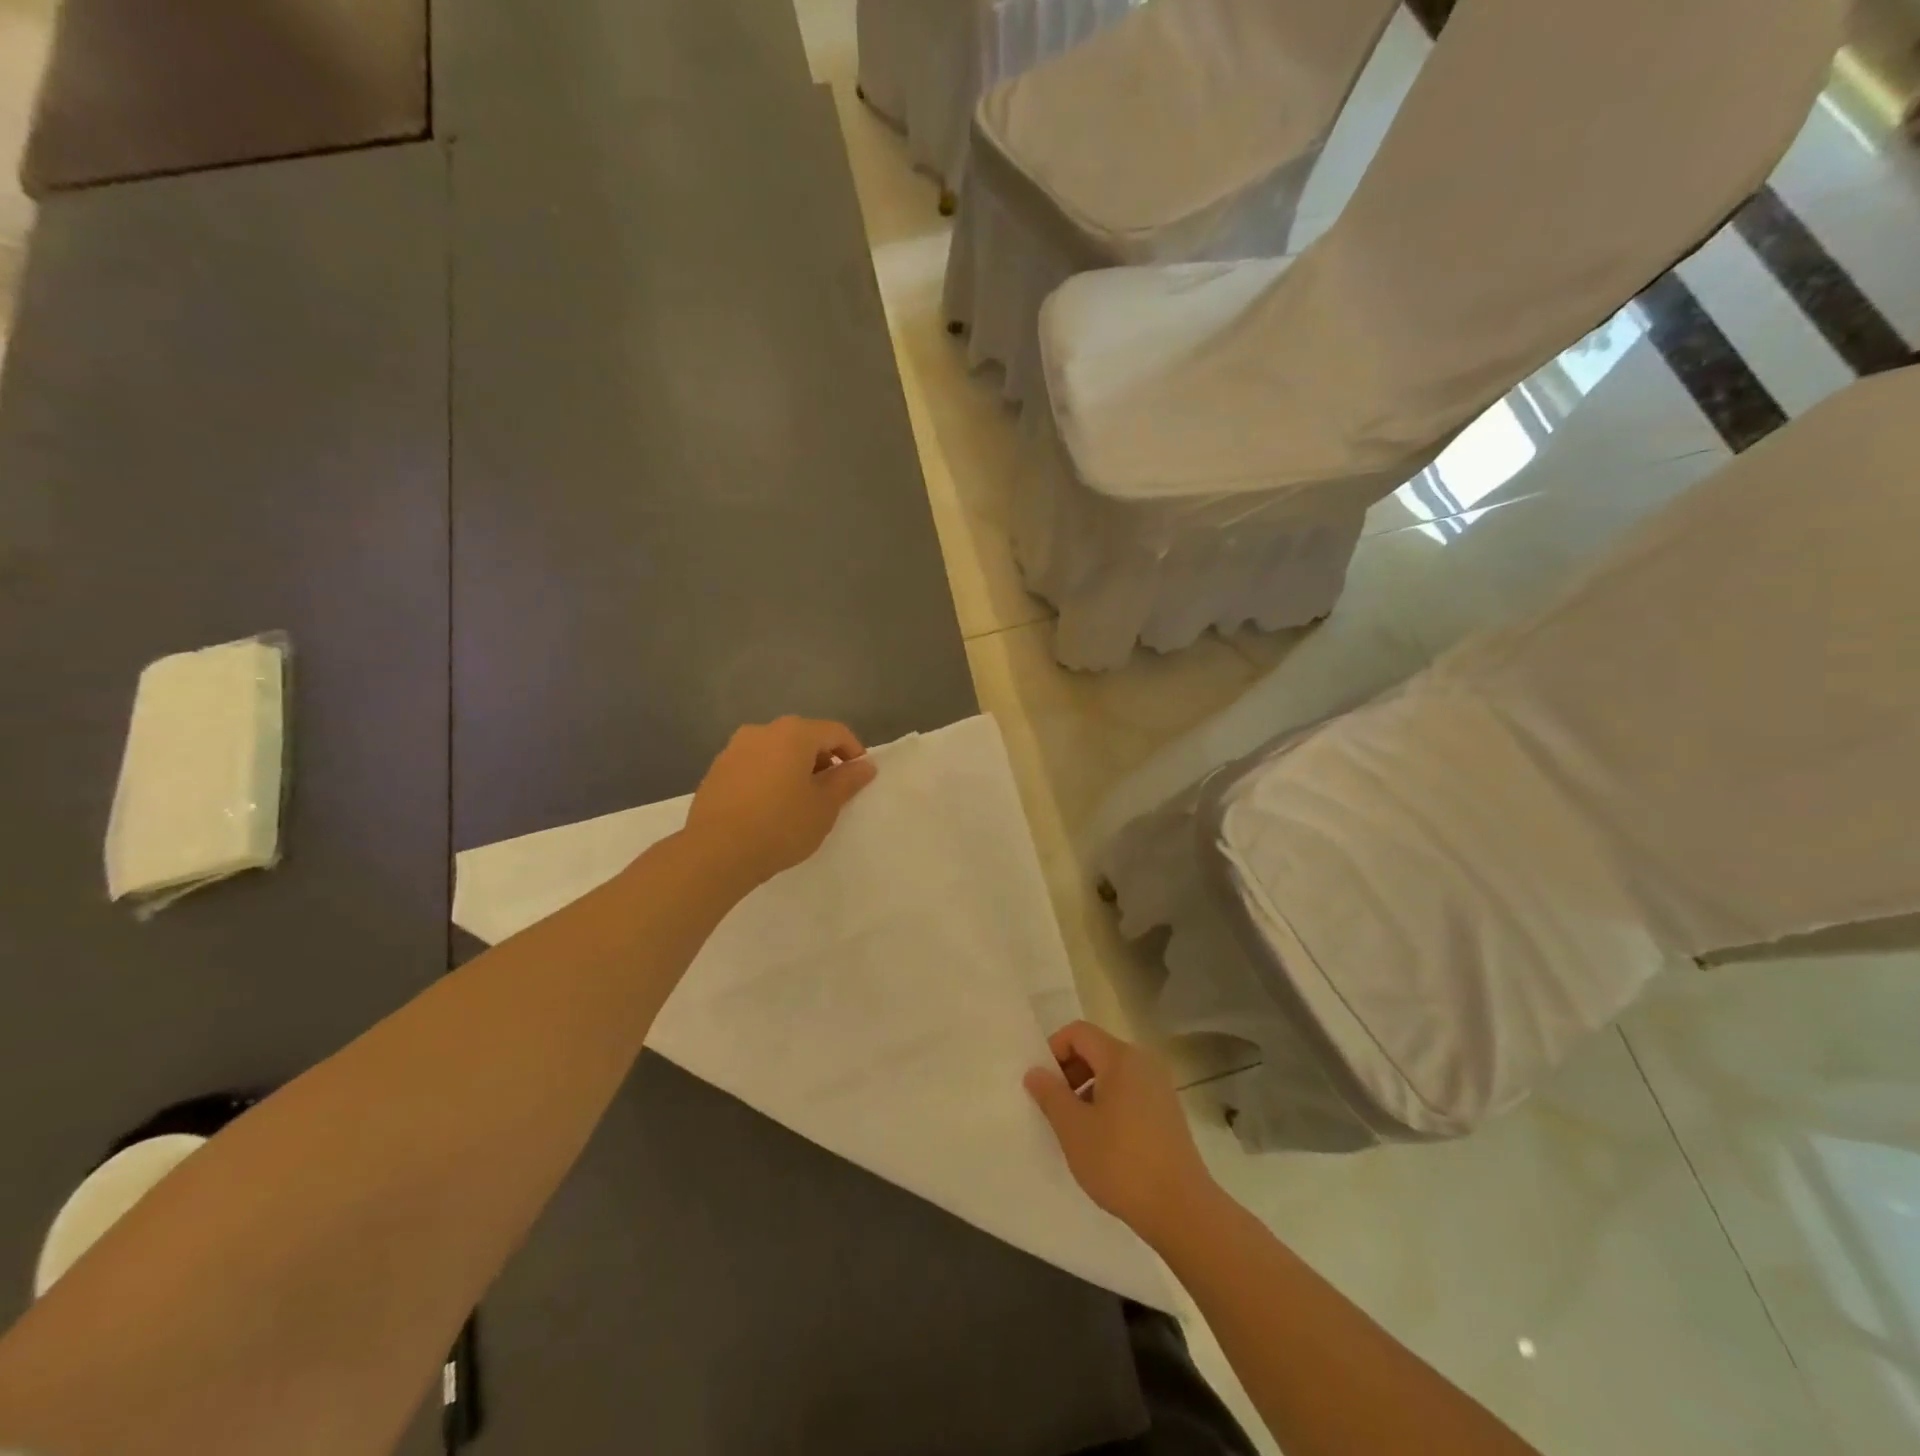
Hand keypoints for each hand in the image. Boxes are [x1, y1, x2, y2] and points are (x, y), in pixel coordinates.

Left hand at [682, 717, 876, 891]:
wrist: (716, 852)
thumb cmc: (781, 825)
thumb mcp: (824, 806)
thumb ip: (847, 781)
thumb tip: (865, 766)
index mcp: (794, 733)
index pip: (835, 731)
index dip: (854, 752)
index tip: (859, 778)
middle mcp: (762, 731)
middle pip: (804, 737)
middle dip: (823, 760)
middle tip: (831, 792)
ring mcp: (734, 748)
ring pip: (777, 750)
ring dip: (794, 768)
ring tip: (800, 801)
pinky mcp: (716, 770)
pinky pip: (754, 765)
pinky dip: (770, 777)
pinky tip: (770, 807)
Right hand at [1024, 1021, 1216, 1247]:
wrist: (1182, 1210)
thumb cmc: (1121, 1162)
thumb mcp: (1074, 1129)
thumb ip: (1050, 1094)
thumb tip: (1035, 1072)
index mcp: (1120, 1057)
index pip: (1078, 1032)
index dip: (1054, 1051)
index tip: (1043, 1085)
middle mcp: (1143, 1062)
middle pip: (1096, 1050)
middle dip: (1069, 1073)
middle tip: (1054, 1108)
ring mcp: (1159, 1087)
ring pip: (1112, 1074)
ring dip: (1087, 1091)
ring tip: (1076, 1129)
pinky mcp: (1168, 1113)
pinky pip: (1129, 1093)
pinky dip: (1109, 1105)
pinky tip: (1102, 1142)